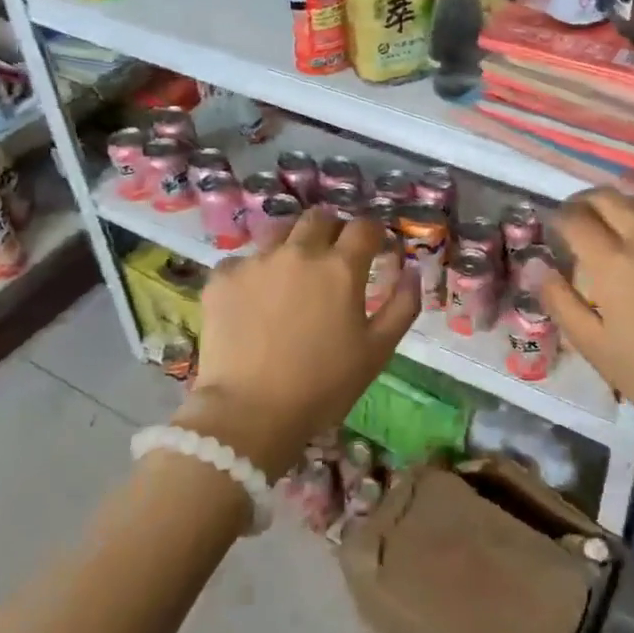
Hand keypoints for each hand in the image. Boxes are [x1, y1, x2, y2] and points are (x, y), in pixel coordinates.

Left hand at [180, 209, 419, 478]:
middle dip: (334, 230)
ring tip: (292, 270)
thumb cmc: (323, 386)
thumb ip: (403, 305)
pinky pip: (242, 260)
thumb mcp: (377, 351)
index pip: (364, 227)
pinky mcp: (222, 278)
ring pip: (279, 231)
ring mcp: (256, 261)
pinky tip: (254, 298)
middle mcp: (299, 252)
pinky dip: (254, 272)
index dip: (374, 234)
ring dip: (293, 242)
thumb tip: (411, 270)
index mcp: (340, 267)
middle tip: (334, 256)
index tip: (375, 248)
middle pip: (320, 218)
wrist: (249, 414)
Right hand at [541, 190, 633, 437]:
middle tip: (576, 218)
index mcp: (612, 261)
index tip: (553, 228)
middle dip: (584, 201)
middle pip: (608, 197)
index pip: (575, 218)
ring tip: (612, 224)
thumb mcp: (593, 346)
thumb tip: (535, 266)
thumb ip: (559, 301)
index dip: (558, 218)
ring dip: (619, 205)